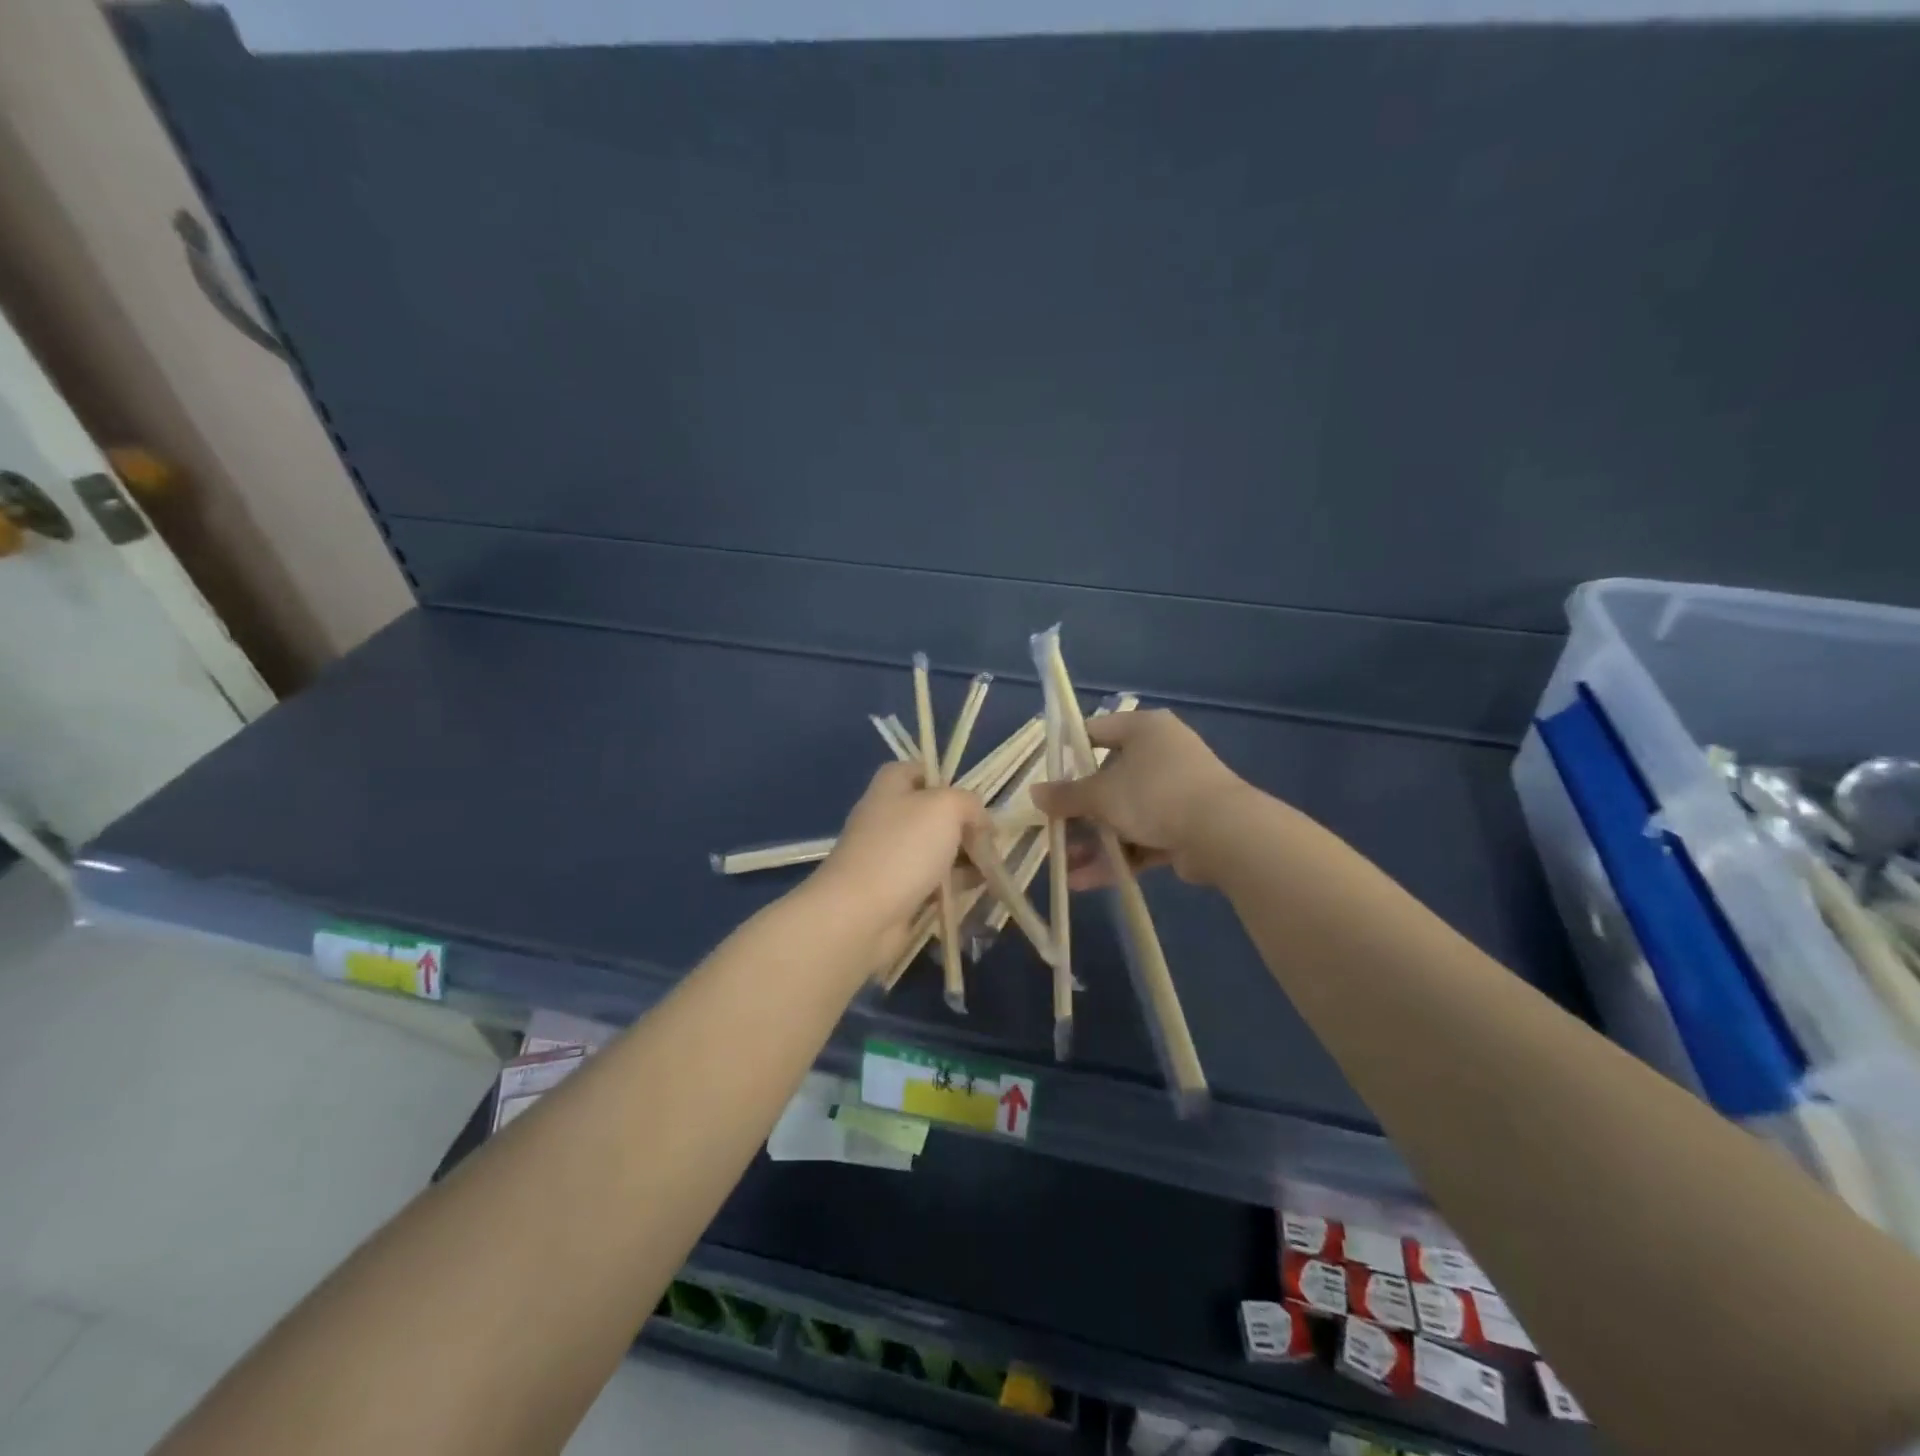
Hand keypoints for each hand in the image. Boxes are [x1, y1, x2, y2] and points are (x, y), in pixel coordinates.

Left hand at [808, 762, 989, 964]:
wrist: (861, 913)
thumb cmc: (903, 848)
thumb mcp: (946, 808)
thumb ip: (970, 804)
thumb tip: (981, 822)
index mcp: (891, 785)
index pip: (923, 770)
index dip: (951, 782)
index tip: (976, 802)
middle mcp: (887, 815)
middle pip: (935, 812)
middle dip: (966, 826)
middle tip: (991, 842)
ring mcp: (889, 854)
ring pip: (937, 848)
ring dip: (965, 857)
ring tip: (993, 869)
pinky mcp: (895, 888)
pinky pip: (932, 879)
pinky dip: (954, 882)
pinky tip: (978, 888)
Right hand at [1030, 710, 1248, 886]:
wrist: (1224, 834)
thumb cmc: (1155, 794)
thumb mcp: (1101, 794)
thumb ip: (1066, 795)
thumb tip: (1033, 793)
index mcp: (1144, 729)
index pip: (1095, 732)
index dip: (1067, 753)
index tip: (1045, 778)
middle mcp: (1161, 754)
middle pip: (1107, 780)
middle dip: (1078, 813)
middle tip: (1052, 830)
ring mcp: (1175, 792)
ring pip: (1124, 815)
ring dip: (1094, 841)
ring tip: (1065, 866)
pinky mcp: (1185, 826)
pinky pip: (1141, 838)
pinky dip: (1117, 856)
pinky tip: (1086, 880)